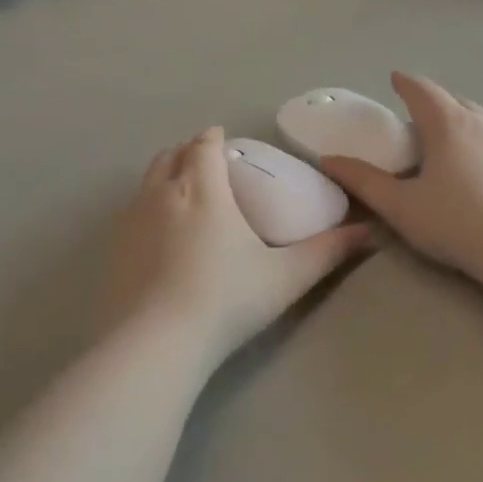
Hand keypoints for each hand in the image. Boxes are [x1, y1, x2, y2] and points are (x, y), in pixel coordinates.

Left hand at [103, 127, 371, 366]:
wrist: (156, 343)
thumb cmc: (226, 301)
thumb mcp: (286, 277)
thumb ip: (328, 252)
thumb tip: (369, 232)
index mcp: (203, 191)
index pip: (204, 147)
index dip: (214, 138)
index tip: (224, 141)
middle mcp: (162, 195)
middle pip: (170, 156)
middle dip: (188, 152)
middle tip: (207, 164)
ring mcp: (131, 221)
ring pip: (146, 181)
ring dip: (165, 175)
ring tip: (183, 193)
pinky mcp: (113, 249)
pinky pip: (130, 211)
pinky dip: (146, 207)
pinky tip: (159, 235)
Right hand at [321, 73, 482, 282]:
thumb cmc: (455, 223)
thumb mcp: (400, 206)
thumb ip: (363, 181)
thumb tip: (329, 160)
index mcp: (448, 124)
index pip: (423, 91)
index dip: (405, 83)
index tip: (395, 79)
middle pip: (455, 102)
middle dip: (435, 105)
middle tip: (419, 122)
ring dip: (464, 125)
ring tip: (452, 146)